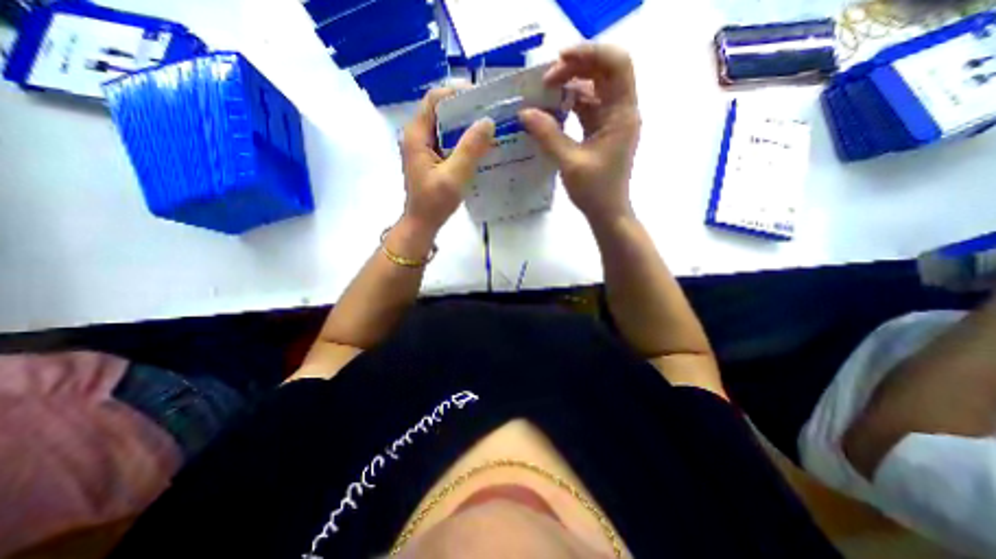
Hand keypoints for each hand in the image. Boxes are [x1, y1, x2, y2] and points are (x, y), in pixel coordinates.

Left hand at [403, 85, 495, 232]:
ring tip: (489, 128)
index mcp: (417, 135)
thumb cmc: (434, 203)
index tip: (483, 100)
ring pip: (445, 125)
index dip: (458, 94)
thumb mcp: (454, 177)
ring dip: (466, 125)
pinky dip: (463, 140)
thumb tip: (488, 121)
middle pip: (441, 110)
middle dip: (466, 110)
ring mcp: (423, 146)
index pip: (435, 100)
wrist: (422, 223)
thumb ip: (470, 149)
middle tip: (491, 114)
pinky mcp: (430, 157)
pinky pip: (447, 140)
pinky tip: (479, 146)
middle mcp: (417, 135)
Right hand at [517, 43, 641, 227]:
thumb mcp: (570, 162)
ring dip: (570, 88)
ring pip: (593, 91)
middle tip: (545, 80)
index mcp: (622, 114)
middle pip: (603, 73)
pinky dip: (570, 106)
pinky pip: (587, 109)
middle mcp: (621, 112)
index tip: (559, 60)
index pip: (616, 65)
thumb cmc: (595, 191)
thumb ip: (548, 135)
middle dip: (574, 70)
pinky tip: (552, 111)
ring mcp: (611, 122)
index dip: (589, 54)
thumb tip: (525, 113)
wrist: (607, 213)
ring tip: (544, 94)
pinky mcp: (602, 133)